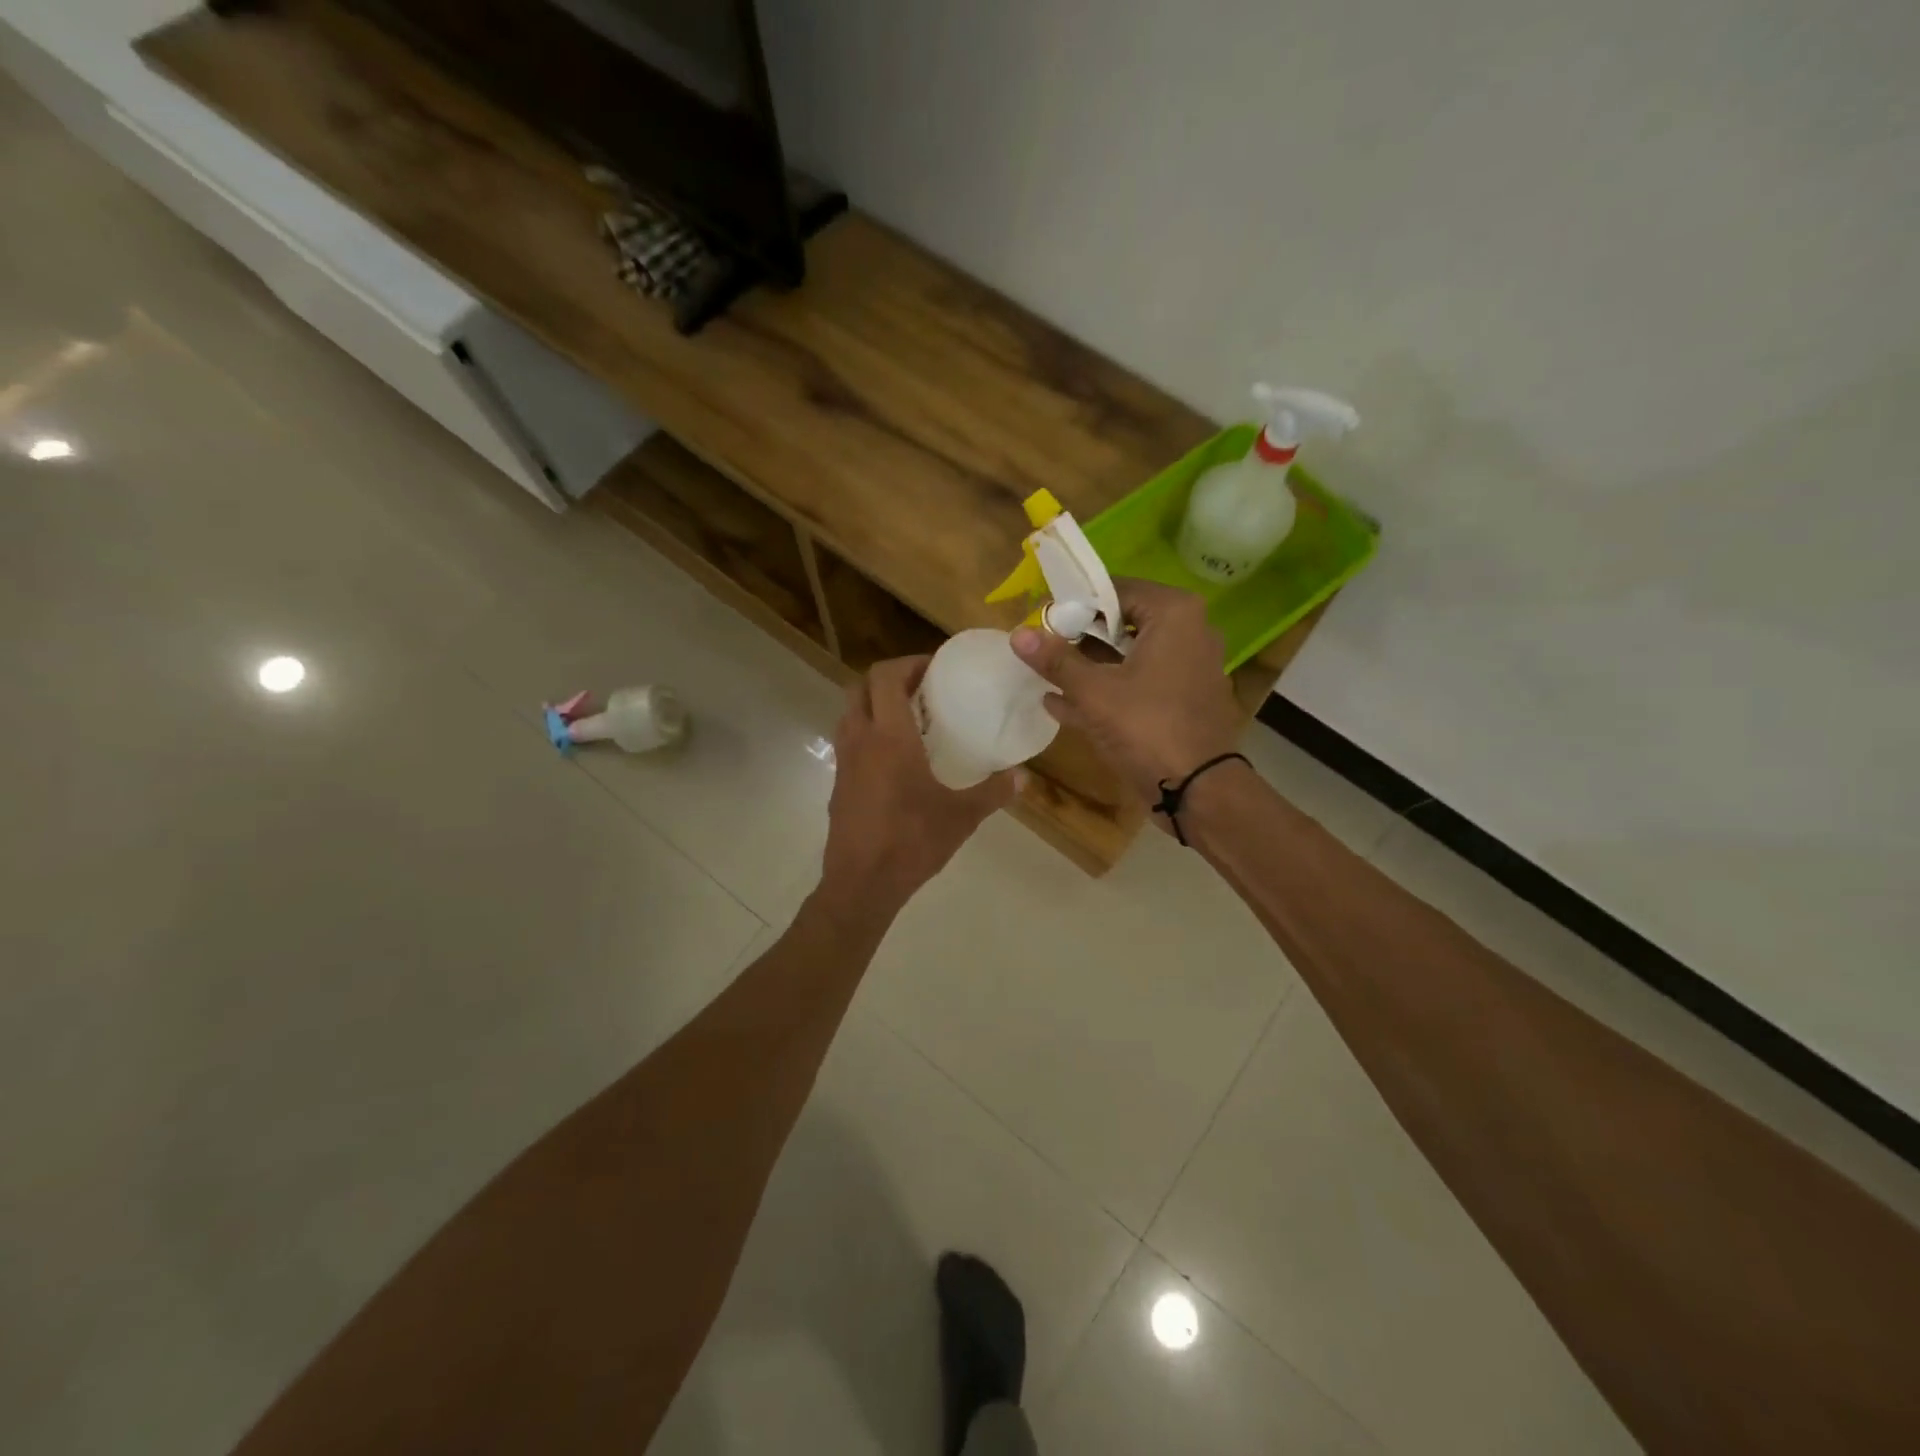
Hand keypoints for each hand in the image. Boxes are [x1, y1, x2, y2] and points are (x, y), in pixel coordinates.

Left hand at [820, 656, 1016, 913]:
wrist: (862, 883)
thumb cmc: (911, 841)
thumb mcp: (962, 816)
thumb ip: (994, 792)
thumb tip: (1024, 777)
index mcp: (889, 737)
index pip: (885, 677)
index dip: (907, 663)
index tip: (934, 667)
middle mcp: (860, 739)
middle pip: (860, 687)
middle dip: (888, 679)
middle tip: (921, 688)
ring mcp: (844, 762)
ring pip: (850, 713)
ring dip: (874, 704)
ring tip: (908, 719)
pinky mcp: (838, 784)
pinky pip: (848, 741)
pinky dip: (867, 733)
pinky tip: (894, 758)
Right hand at [1011, 579, 1241, 805]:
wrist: (1198, 790)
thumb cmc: (1147, 728)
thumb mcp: (1093, 692)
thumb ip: (1055, 660)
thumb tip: (1016, 634)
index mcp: (1174, 614)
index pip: (1115, 589)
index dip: (1075, 603)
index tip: (1042, 619)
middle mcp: (1189, 632)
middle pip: (1122, 622)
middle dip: (1079, 636)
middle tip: (1042, 646)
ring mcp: (1188, 668)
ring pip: (1128, 656)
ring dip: (1088, 665)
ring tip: (1046, 674)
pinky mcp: (1182, 699)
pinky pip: (1138, 683)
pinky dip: (1106, 689)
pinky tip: (1061, 703)